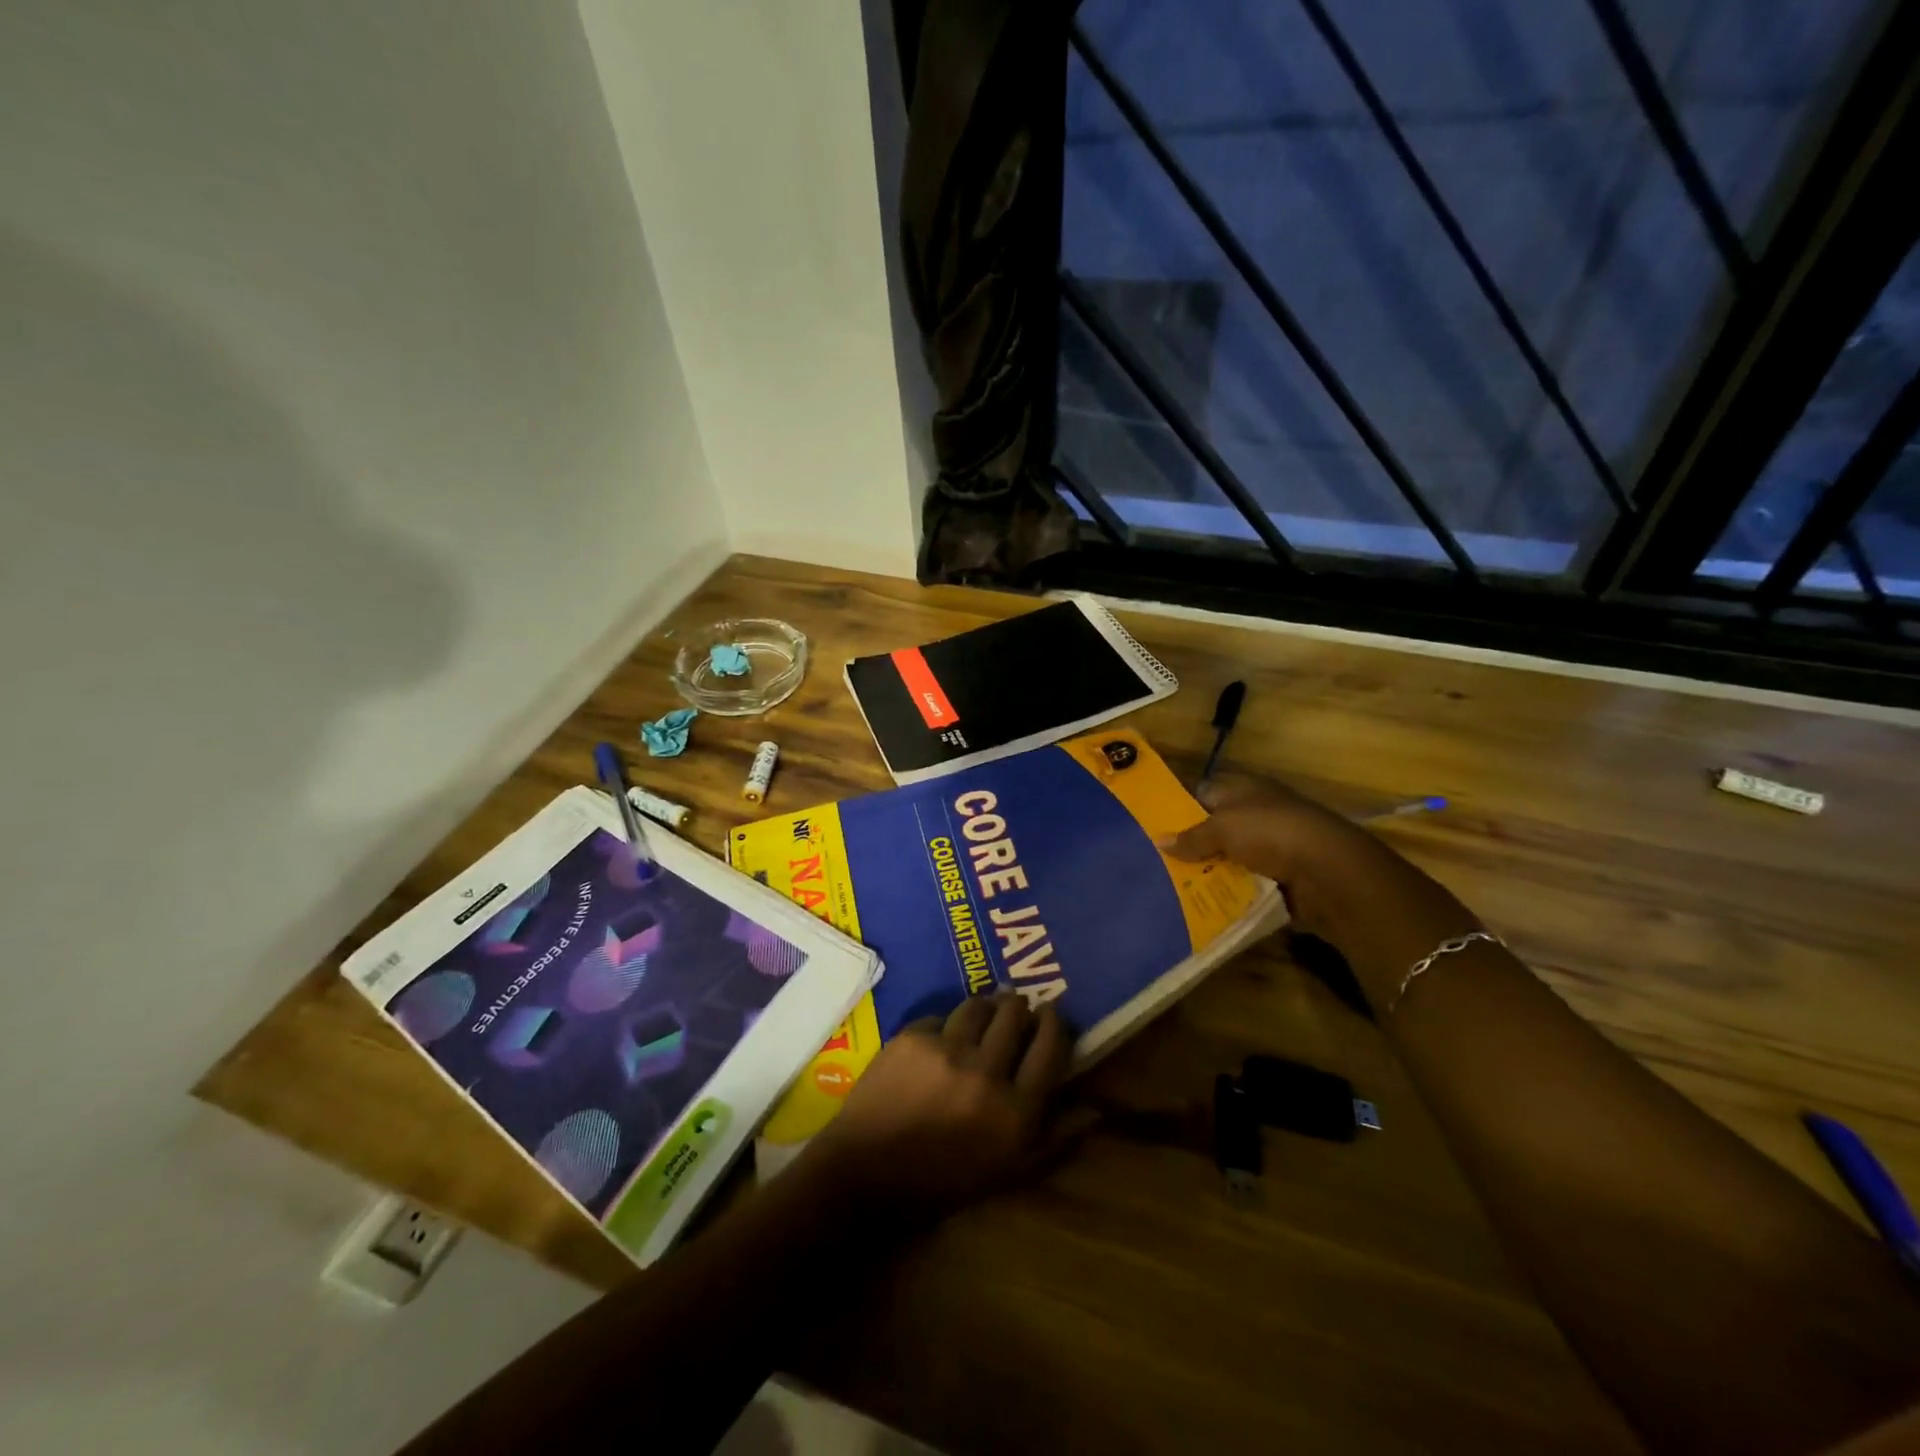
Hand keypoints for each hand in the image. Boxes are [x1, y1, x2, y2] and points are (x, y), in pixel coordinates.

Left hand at [802, 995, 1089, 1221]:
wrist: (866, 1174)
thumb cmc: (943, 1181)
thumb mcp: (1008, 1173)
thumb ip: (1055, 1139)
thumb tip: (1094, 1109)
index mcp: (1015, 1110)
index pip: (1050, 1048)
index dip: (1054, 1023)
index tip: (1051, 1013)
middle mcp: (986, 1072)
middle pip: (1014, 1015)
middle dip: (1020, 1007)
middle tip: (1018, 1007)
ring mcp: (946, 1049)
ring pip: (977, 1006)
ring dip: (986, 1007)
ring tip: (984, 1012)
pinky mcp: (912, 1037)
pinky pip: (939, 1017)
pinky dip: (945, 1025)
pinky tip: (942, 1038)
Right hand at [1166, 779, 1479, 1002]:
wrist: (1331, 873)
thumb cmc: (1272, 833)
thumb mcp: (1222, 828)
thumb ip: (1191, 837)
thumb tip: (1160, 842)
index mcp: (1244, 790)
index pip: (1202, 793)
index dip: (1177, 807)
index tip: (1149, 827)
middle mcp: (1257, 814)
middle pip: (1214, 829)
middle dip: (1188, 846)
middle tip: (1153, 863)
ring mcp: (1271, 848)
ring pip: (1228, 860)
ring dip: (1208, 874)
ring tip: (1169, 889)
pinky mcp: (1281, 879)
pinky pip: (1245, 885)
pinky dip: (1228, 894)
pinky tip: (1201, 906)